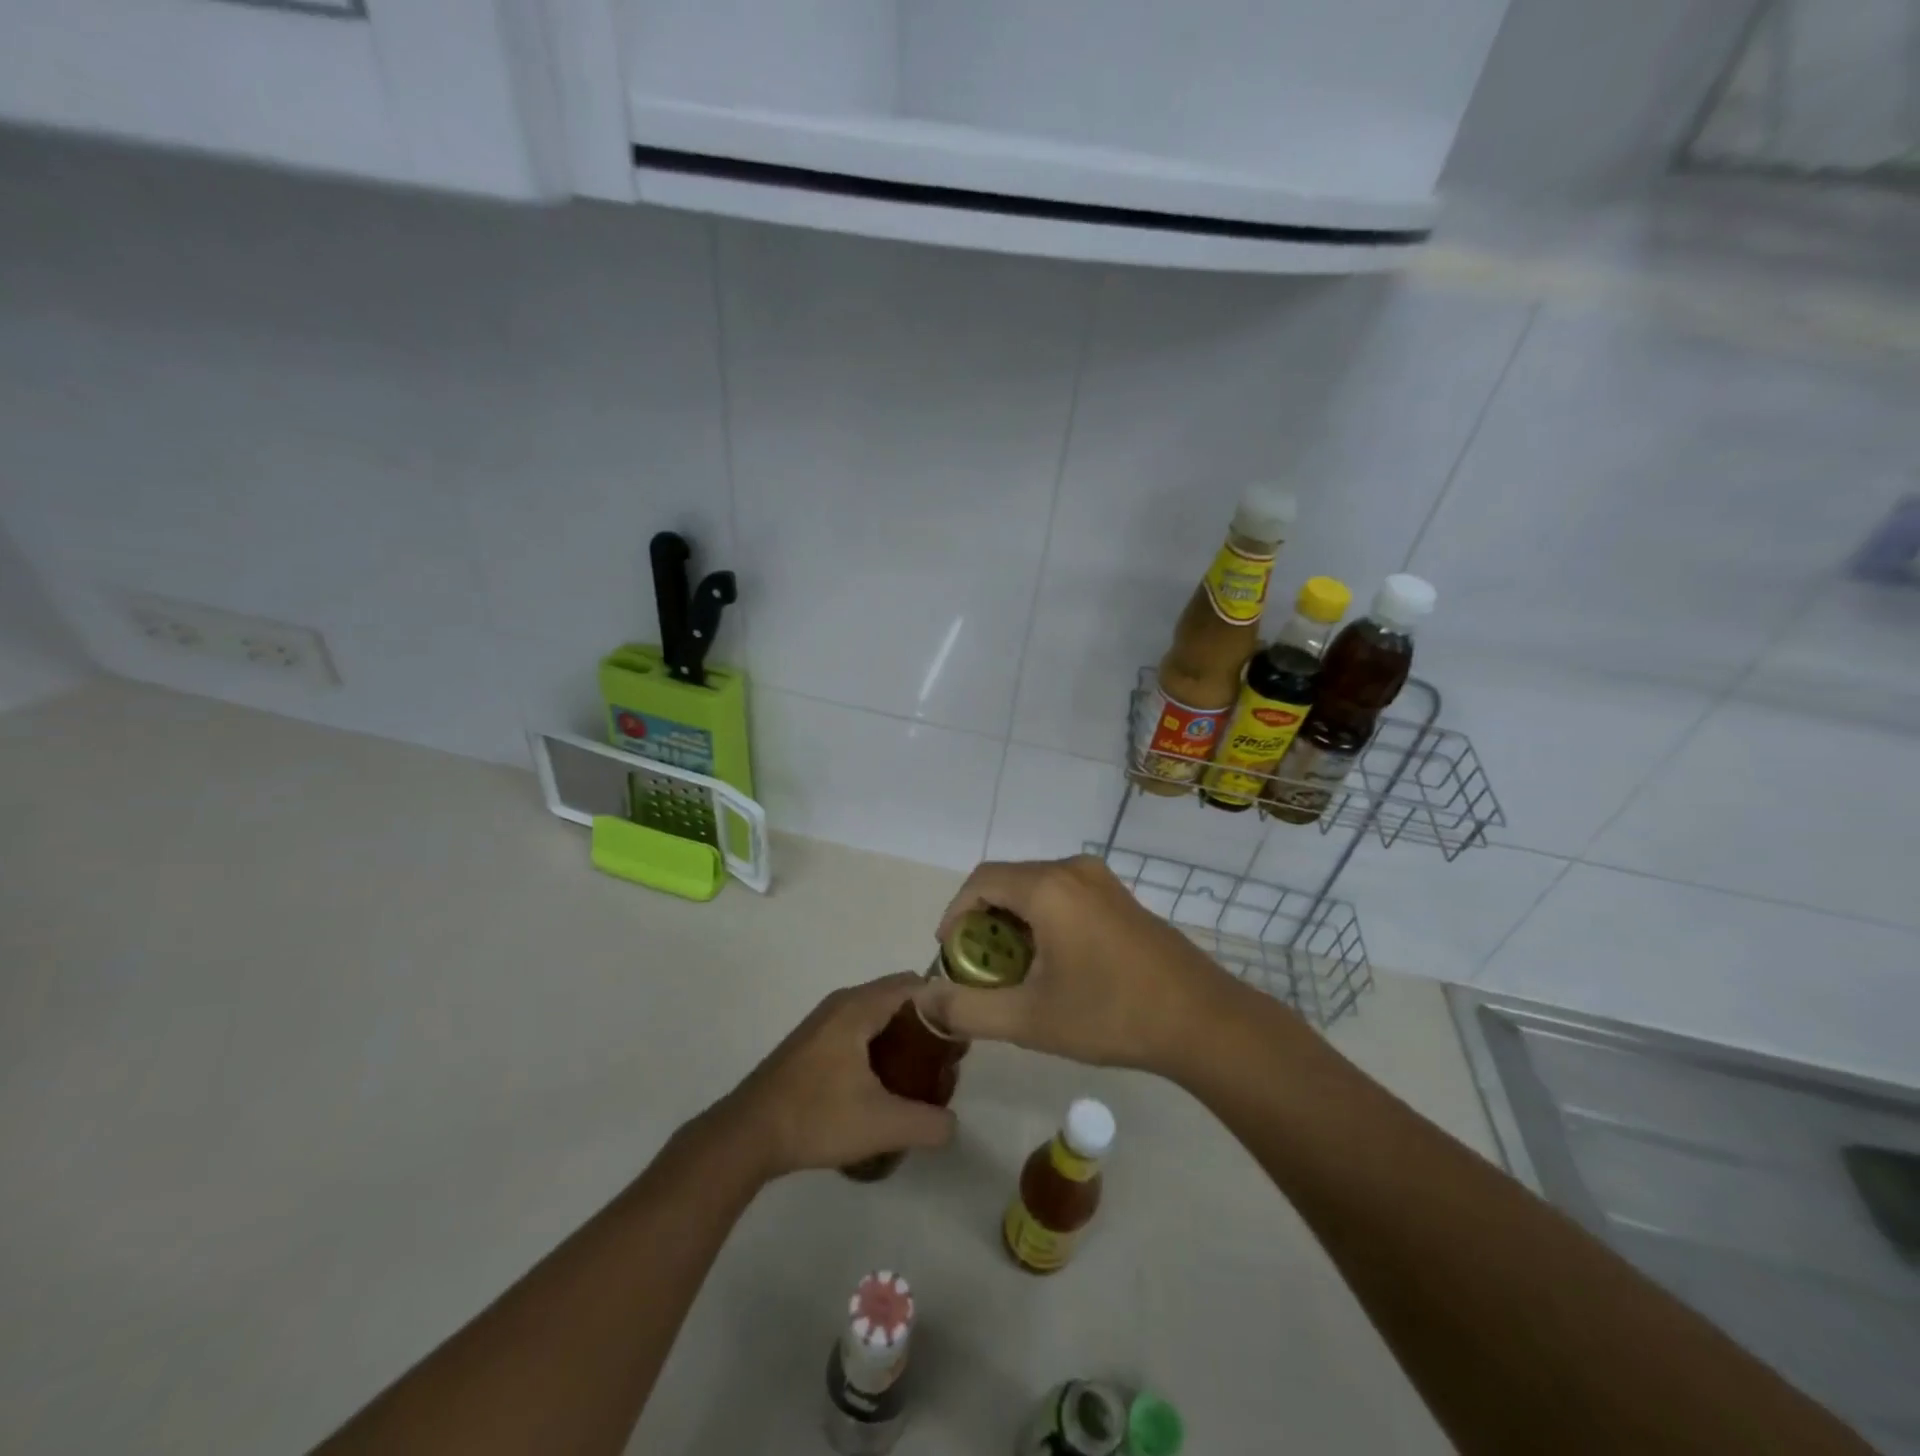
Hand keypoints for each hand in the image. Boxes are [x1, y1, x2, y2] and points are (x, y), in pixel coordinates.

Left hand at [713, 974, 956, 1178]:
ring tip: (921, 1076)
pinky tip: (885, 1085)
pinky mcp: (812, 1044)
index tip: (963, 1035)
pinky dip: (879, 1046)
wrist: (747, 1135)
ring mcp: (823, 1023)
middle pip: (897, 999)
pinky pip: (858, 1030)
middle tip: (946, 1062)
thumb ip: (928, 1123)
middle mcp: (842, 1004)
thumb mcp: (882, 1125)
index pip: (914, 984)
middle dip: (926, 1024)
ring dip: (902, 1037)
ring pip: (876, 1016)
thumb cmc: (816, 1117)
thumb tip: (953, 1125)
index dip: (944, 1004)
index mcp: (858, 1007)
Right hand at [918, 855, 1238, 1075]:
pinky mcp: (1119, 896)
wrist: (1201, 1021)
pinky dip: (1042, 919)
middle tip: (978, 969)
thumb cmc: (1110, 1015)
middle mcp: (1073, 869)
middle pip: (1008, 881)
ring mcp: (1101, 880)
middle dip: (983, 921)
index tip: (950, 955)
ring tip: (1011, 971)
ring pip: (1036, 888)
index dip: (955, 914)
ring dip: (1013, 922)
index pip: (980, 881)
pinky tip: (1051, 963)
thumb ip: (968, 1009)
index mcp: (1048, 886)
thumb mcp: (1029, 1020)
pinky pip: (1063, 894)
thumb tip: (922, 999)